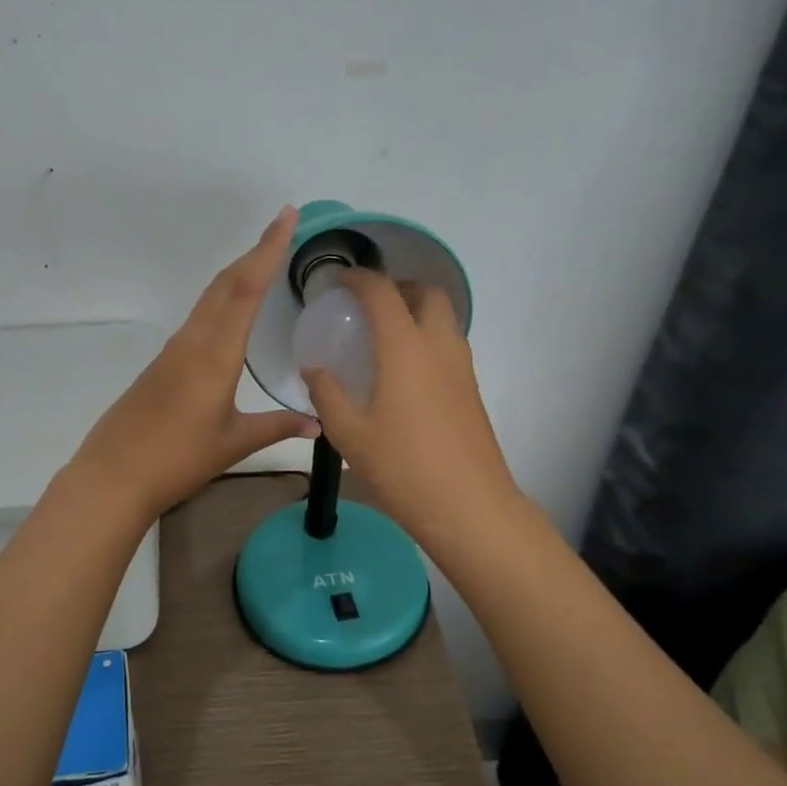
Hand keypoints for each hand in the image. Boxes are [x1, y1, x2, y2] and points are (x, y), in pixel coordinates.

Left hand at [71, 207, 320, 516]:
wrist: (114, 475)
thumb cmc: (178, 459)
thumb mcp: (234, 443)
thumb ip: (278, 427)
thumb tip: (319, 424)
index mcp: (215, 355)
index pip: (246, 289)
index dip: (268, 249)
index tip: (286, 215)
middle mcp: (193, 340)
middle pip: (226, 283)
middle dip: (255, 251)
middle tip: (283, 228)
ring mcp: (173, 349)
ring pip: (209, 297)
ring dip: (237, 273)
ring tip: (264, 260)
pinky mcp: (162, 362)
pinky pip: (198, 316)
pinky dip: (221, 298)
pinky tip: (232, 310)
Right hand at [303, 269, 519, 545]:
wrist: (469, 506)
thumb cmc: (403, 467)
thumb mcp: (349, 433)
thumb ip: (327, 394)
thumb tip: (314, 369)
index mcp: (405, 348)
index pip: (382, 292)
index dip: (359, 279)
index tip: (339, 282)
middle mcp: (439, 346)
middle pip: (428, 292)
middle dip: (398, 286)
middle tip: (369, 305)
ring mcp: (462, 368)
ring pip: (445, 318)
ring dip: (417, 311)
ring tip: (384, 336)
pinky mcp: (472, 390)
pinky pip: (449, 344)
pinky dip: (427, 337)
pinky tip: (404, 372)